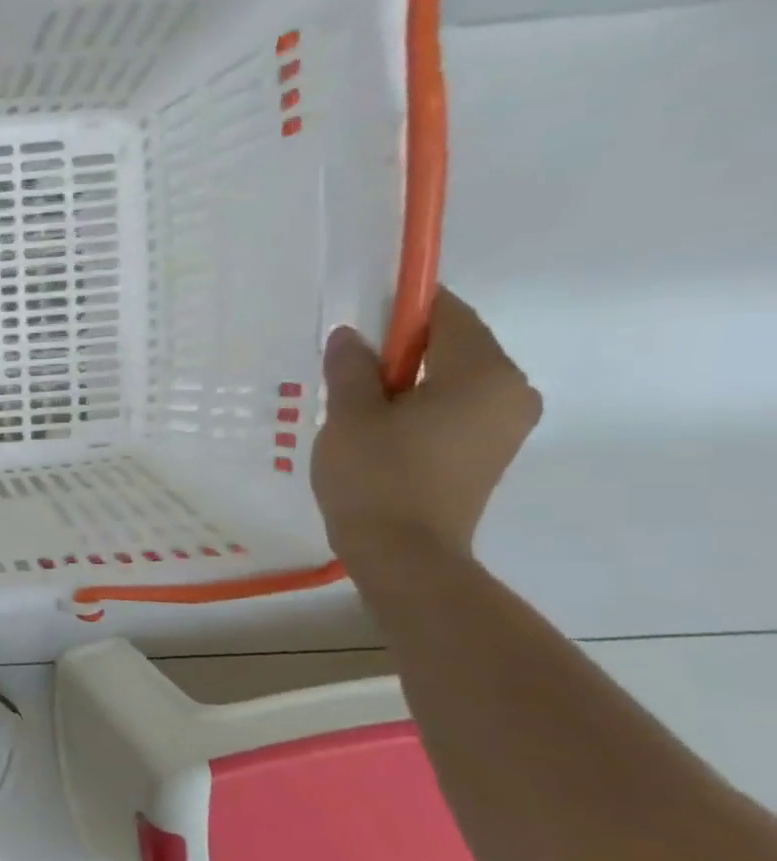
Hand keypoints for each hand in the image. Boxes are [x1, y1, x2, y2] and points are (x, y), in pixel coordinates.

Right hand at [312, 289, 542, 574]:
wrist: (405, 554)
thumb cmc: (376, 476)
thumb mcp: (350, 415)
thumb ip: (352, 367)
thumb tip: (352, 336)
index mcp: (485, 372)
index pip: (447, 313)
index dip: (403, 306)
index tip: (361, 315)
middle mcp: (512, 391)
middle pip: (454, 346)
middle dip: (402, 349)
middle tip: (348, 367)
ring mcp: (507, 426)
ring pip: (453, 380)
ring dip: (408, 382)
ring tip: (357, 404)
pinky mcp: (490, 453)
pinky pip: (455, 410)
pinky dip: (420, 408)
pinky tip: (379, 429)